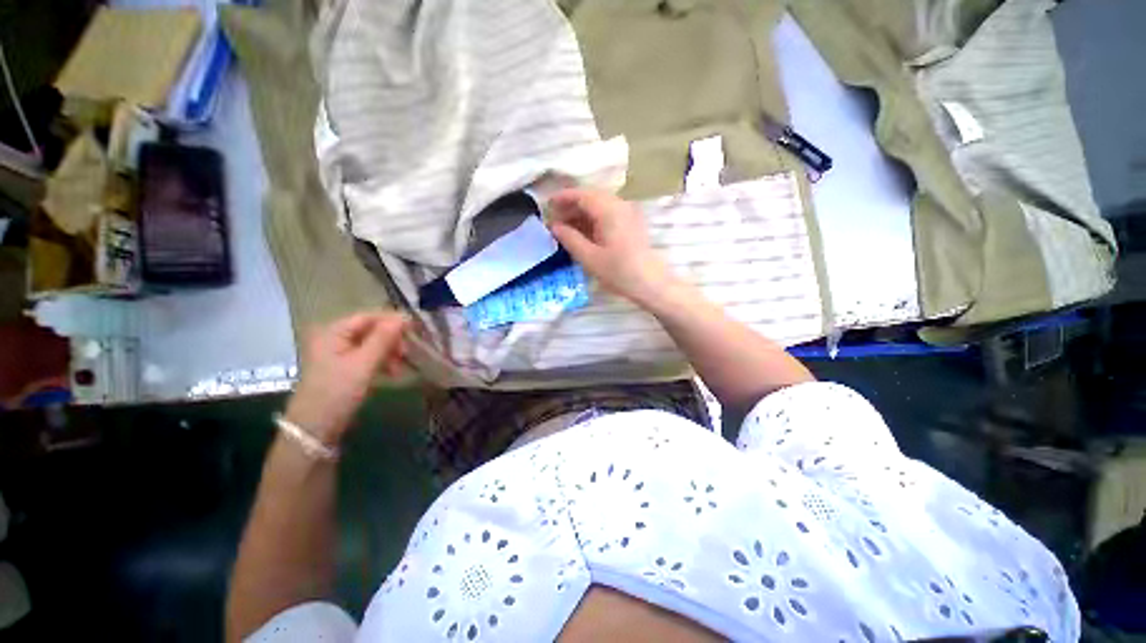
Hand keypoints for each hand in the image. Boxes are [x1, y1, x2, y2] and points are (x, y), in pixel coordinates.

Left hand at [284, 311, 410, 444]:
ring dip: (390, 353)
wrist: (315, 429)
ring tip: (400, 367)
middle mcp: (334, 338)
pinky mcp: (344, 368)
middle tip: (408, 353)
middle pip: (371, 330)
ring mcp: (338, 354)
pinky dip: (382, 362)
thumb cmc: (338, 392)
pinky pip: (368, 357)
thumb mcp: (364, 364)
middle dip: (392, 340)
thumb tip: (403, 317)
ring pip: (372, 344)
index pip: (369, 317)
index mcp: (333, 332)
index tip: (415, 330)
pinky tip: (393, 373)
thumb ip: (383, 338)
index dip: (393, 321)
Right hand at [547, 188, 675, 304]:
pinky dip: (594, 219)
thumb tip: (554, 226)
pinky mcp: (632, 223)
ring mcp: (628, 213)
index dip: (563, 197)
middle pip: (591, 197)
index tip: (547, 205)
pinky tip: (583, 232)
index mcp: (609, 210)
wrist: (650, 283)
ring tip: (566, 227)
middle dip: (571, 206)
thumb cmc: (618, 272)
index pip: (582, 194)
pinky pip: (609, 213)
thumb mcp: (589, 257)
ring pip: (600, 205)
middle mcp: (620, 205)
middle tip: (554, 219)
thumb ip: (570, 238)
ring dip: (582, 213)